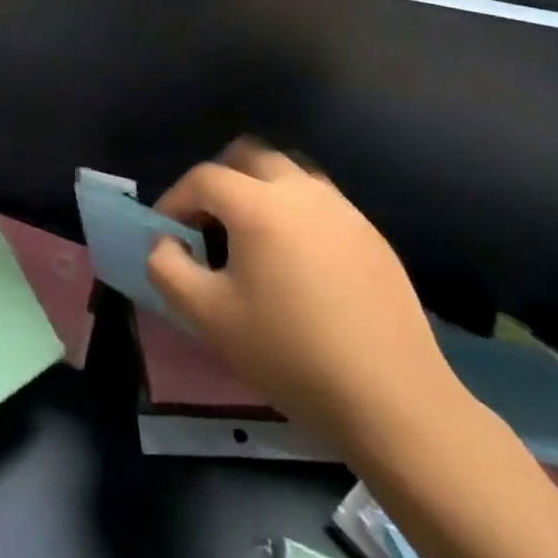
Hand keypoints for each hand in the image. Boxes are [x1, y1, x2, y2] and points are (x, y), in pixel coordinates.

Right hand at [145, 140, 455, 451]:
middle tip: (209, 222)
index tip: (167, 233)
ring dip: (261, 190)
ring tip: (252, 237)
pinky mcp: (372, 236)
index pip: (203, 178)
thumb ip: (168, 269)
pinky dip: (296, 213)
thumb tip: (164, 243)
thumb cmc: (289, 354)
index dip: (175, 199)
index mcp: (258, 204)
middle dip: (220, 180)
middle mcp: (301, 191)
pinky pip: (321, 203)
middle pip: (249, 155)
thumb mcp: (208, 317)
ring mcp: (343, 210)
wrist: (394, 402)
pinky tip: (298, 263)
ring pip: (290, 173)